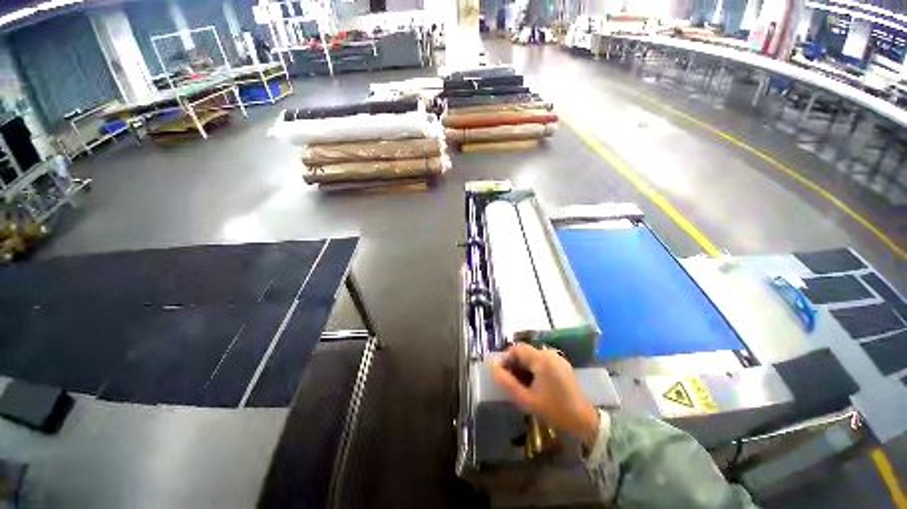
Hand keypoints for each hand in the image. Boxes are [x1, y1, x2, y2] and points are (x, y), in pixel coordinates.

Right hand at [491, 343, 599, 448]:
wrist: (584, 420)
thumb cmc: (554, 410)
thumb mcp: (527, 400)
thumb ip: (507, 383)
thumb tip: (493, 369)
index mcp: (541, 359)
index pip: (516, 349)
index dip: (505, 358)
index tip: (500, 372)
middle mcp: (549, 353)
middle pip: (524, 351)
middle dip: (513, 363)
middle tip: (508, 380)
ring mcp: (557, 358)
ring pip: (532, 356)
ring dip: (522, 366)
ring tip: (519, 383)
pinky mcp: (561, 364)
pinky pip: (541, 360)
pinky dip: (533, 368)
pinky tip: (532, 383)